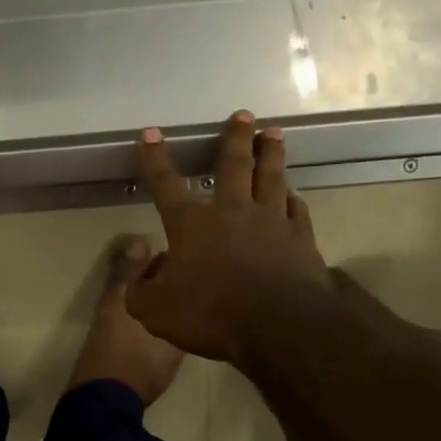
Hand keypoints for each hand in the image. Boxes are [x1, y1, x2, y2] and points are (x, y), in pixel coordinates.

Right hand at [126, 112, 333, 366]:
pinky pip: (296, 208)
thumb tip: (145, 275)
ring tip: (273, 133)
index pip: (166, 184)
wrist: (280, 325)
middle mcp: (231, 212)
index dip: (154, 158)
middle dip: (234, 138)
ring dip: (271, 153)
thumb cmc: (211, 314)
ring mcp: (270, 222)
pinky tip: (292, 192)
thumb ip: (140, 290)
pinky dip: (293, 197)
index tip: (150, 134)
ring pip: (270, 177)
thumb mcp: (154, 311)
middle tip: (243, 114)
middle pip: (233, 165)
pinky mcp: (300, 238)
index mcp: (191, 225)